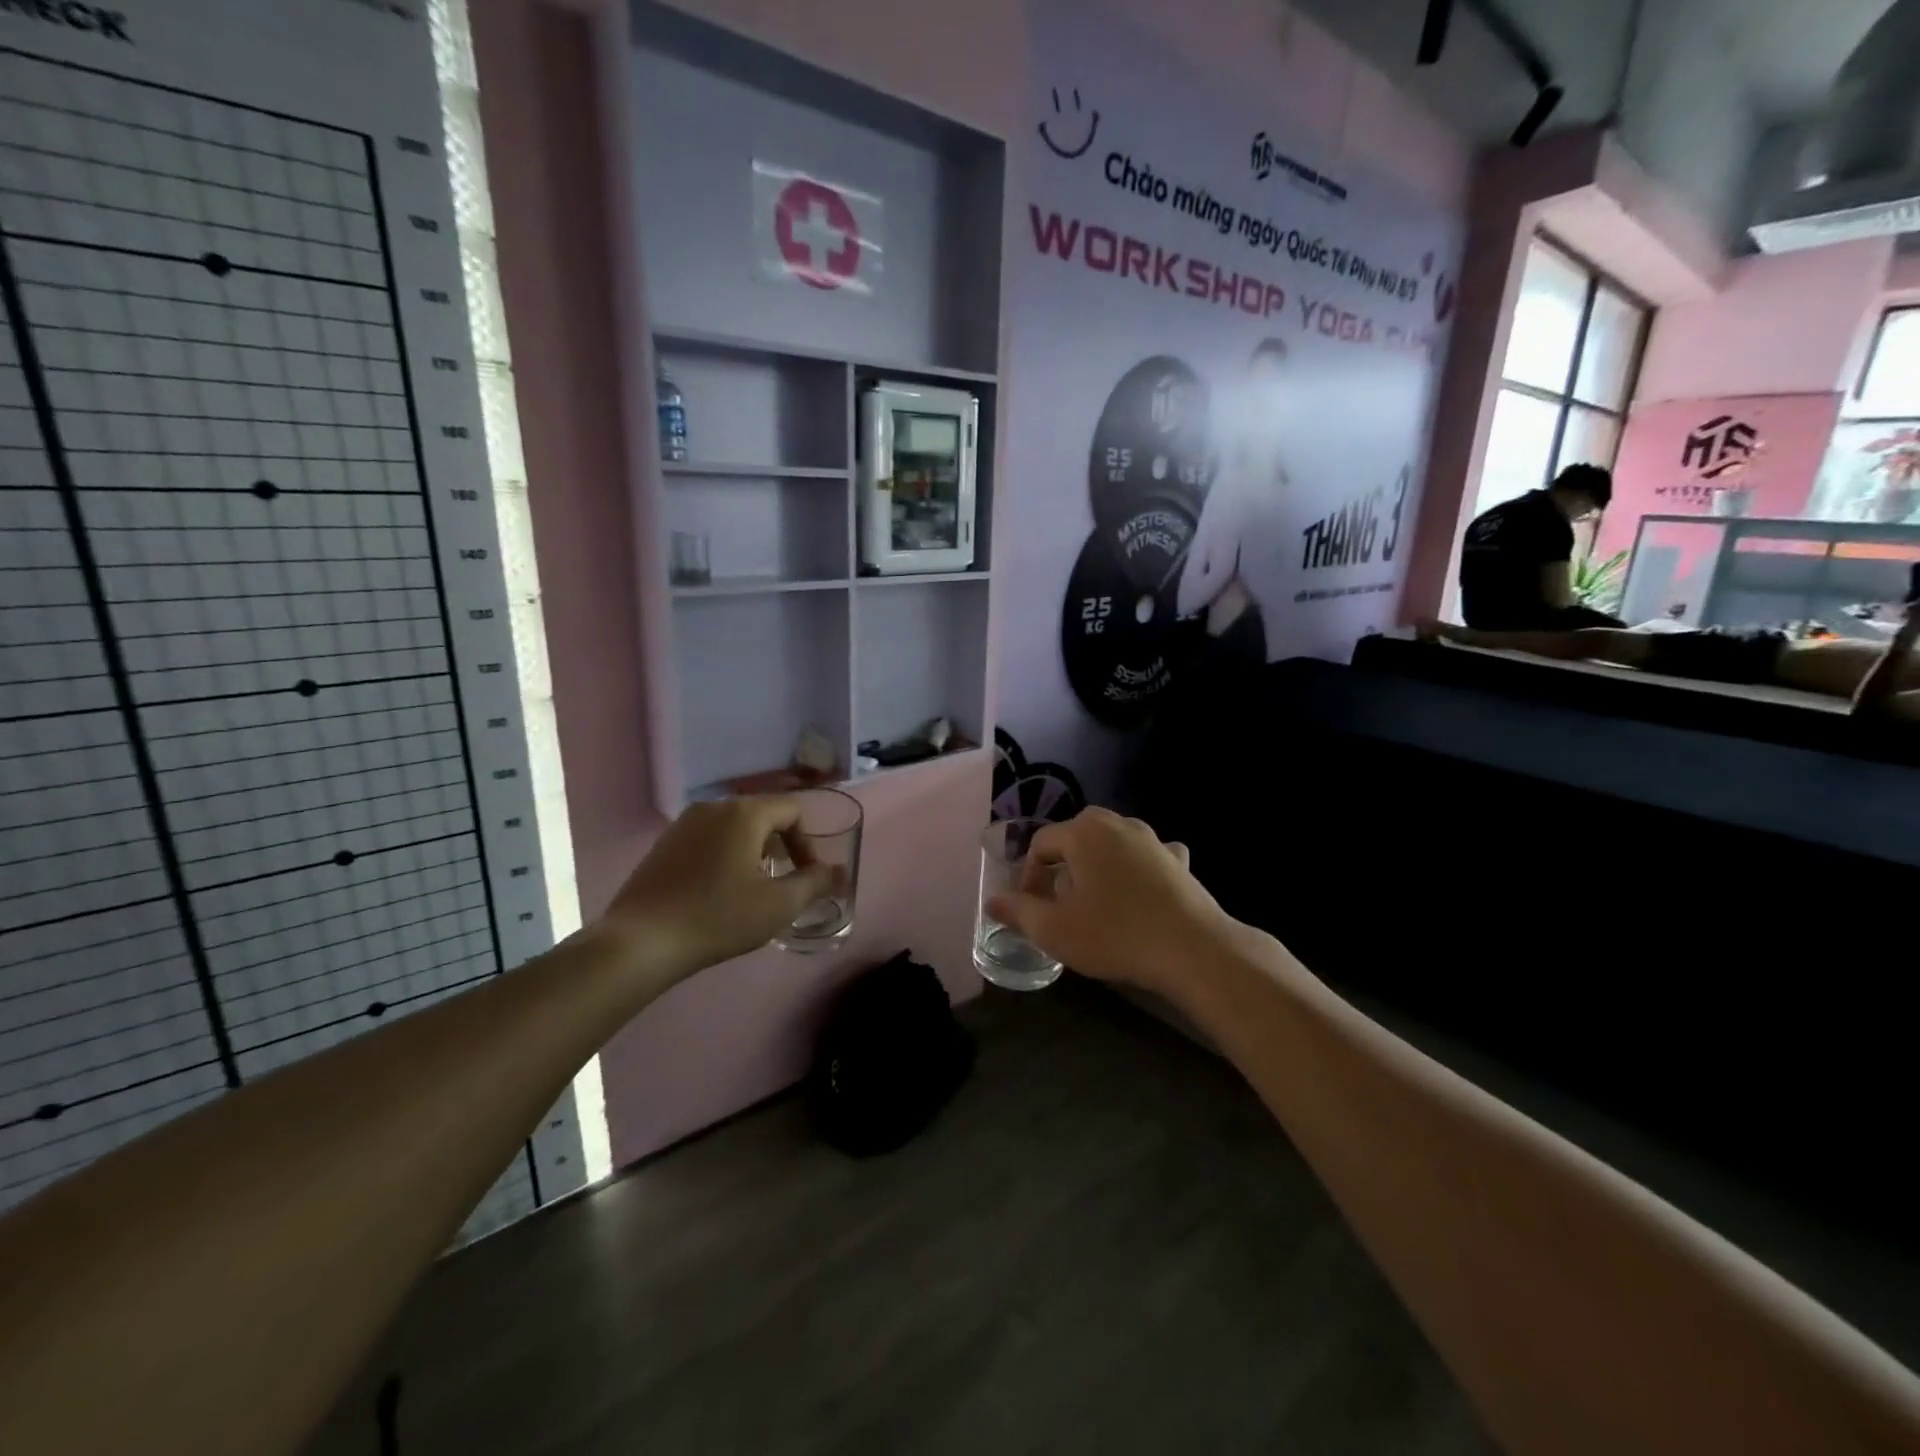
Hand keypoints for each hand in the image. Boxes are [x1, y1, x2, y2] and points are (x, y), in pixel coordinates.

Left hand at [596, 797, 837, 982]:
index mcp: (745, 813)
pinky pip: (708, 840)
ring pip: (734, 828)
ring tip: (752, 890)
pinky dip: (724, 857)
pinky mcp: (663, 844)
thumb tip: (839, 872)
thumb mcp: (779, 904)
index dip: (807, 843)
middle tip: (783, 884)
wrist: (641, 941)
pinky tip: (717, 893)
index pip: (793, 811)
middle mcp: (713, 807)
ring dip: (753, 852)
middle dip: (781, 847)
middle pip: (763, 815)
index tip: (806, 877)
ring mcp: (683, 824)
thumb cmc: (719, 917)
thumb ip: (816, 883)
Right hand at [987, 808, 1238, 998]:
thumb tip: (993, 901)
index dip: (1028, 876)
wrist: (1193, 949)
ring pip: (1111, 846)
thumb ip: (1018, 911)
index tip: (1031, 908)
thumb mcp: (1054, 930)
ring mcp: (1153, 839)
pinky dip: (1136, 871)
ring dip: (1097, 869)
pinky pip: (1147, 858)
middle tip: (1059, 905)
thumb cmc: (1115, 934)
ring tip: (1095, 904)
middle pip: (1076, 839)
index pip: (1041, 844)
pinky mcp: (1179, 861)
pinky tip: (1139, 895)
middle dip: (1061, 869)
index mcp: (1084, 831)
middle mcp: (1118, 823)